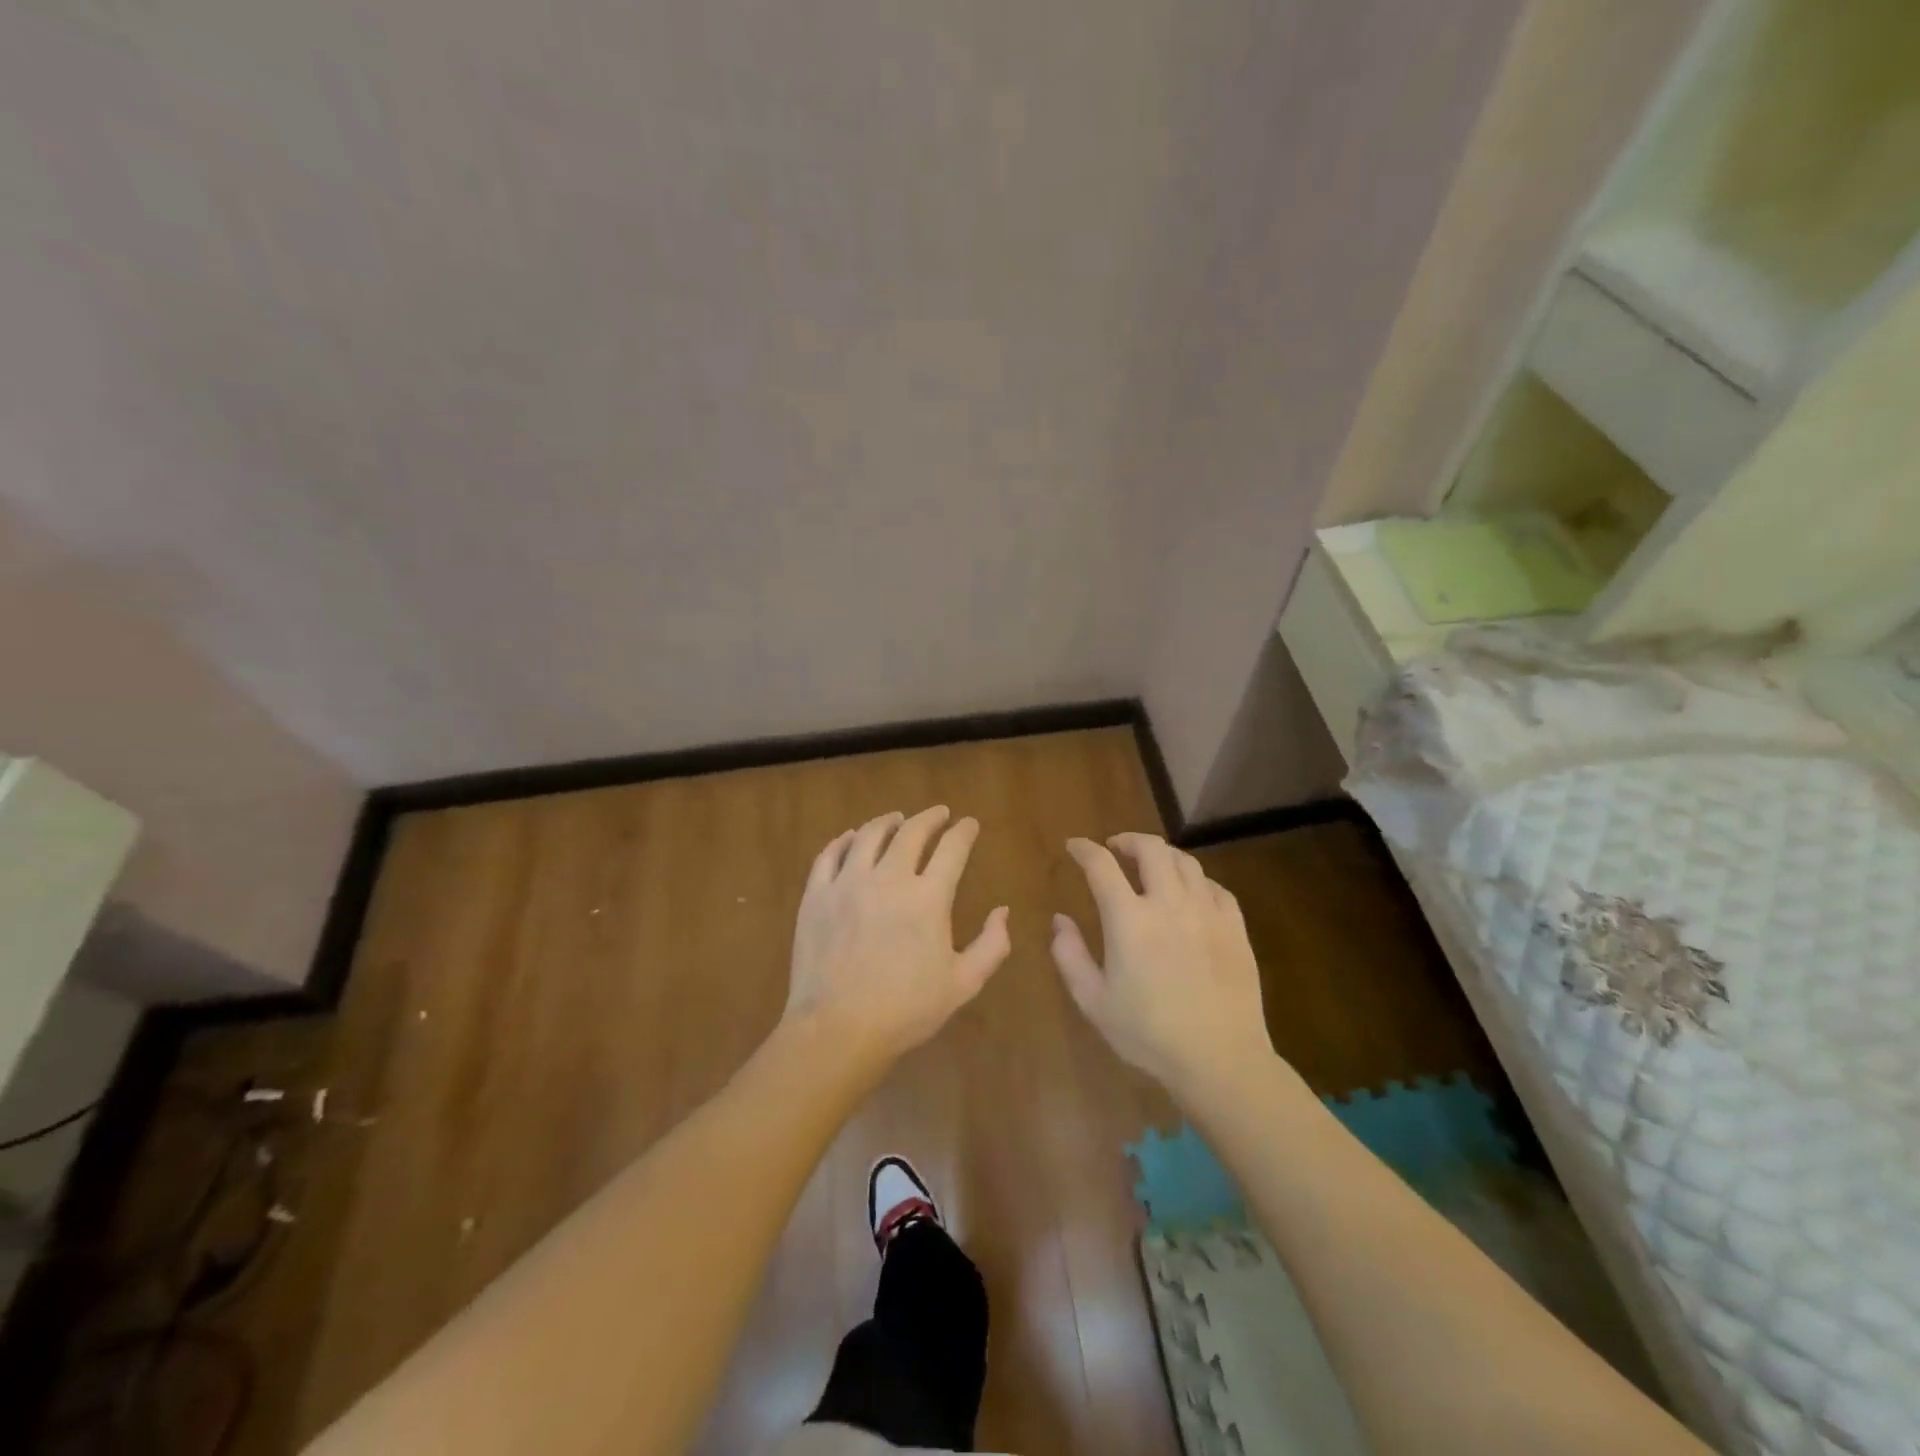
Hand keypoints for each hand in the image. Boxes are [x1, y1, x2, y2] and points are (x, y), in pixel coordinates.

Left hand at [782, 807, 1010, 1063]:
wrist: (838, 1029)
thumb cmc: (906, 1010)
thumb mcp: (963, 983)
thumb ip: (992, 945)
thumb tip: (1002, 911)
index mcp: (928, 898)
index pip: (952, 848)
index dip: (964, 831)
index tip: (969, 824)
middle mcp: (889, 878)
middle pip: (911, 832)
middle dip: (930, 817)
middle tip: (938, 813)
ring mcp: (848, 883)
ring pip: (868, 835)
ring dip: (887, 821)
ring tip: (896, 818)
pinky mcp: (816, 895)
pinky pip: (829, 855)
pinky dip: (843, 840)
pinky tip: (850, 838)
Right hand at [1050, 833, 1271, 1097]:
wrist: (1220, 1060)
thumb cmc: (1148, 1034)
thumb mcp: (1094, 1002)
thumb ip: (1070, 956)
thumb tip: (1060, 920)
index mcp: (1129, 920)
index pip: (1101, 865)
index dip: (1084, 849)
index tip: (1075, 846)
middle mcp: (1169, 904)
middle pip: (1150, 849)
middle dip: (1128, 840)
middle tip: (1116, 849)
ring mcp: (1207, 912)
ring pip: (1186, 862)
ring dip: (1163, 855)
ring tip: (1152, 865)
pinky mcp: (1235, 927)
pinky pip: (1215, 887)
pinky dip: (1196, 881)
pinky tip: (1190, 893)